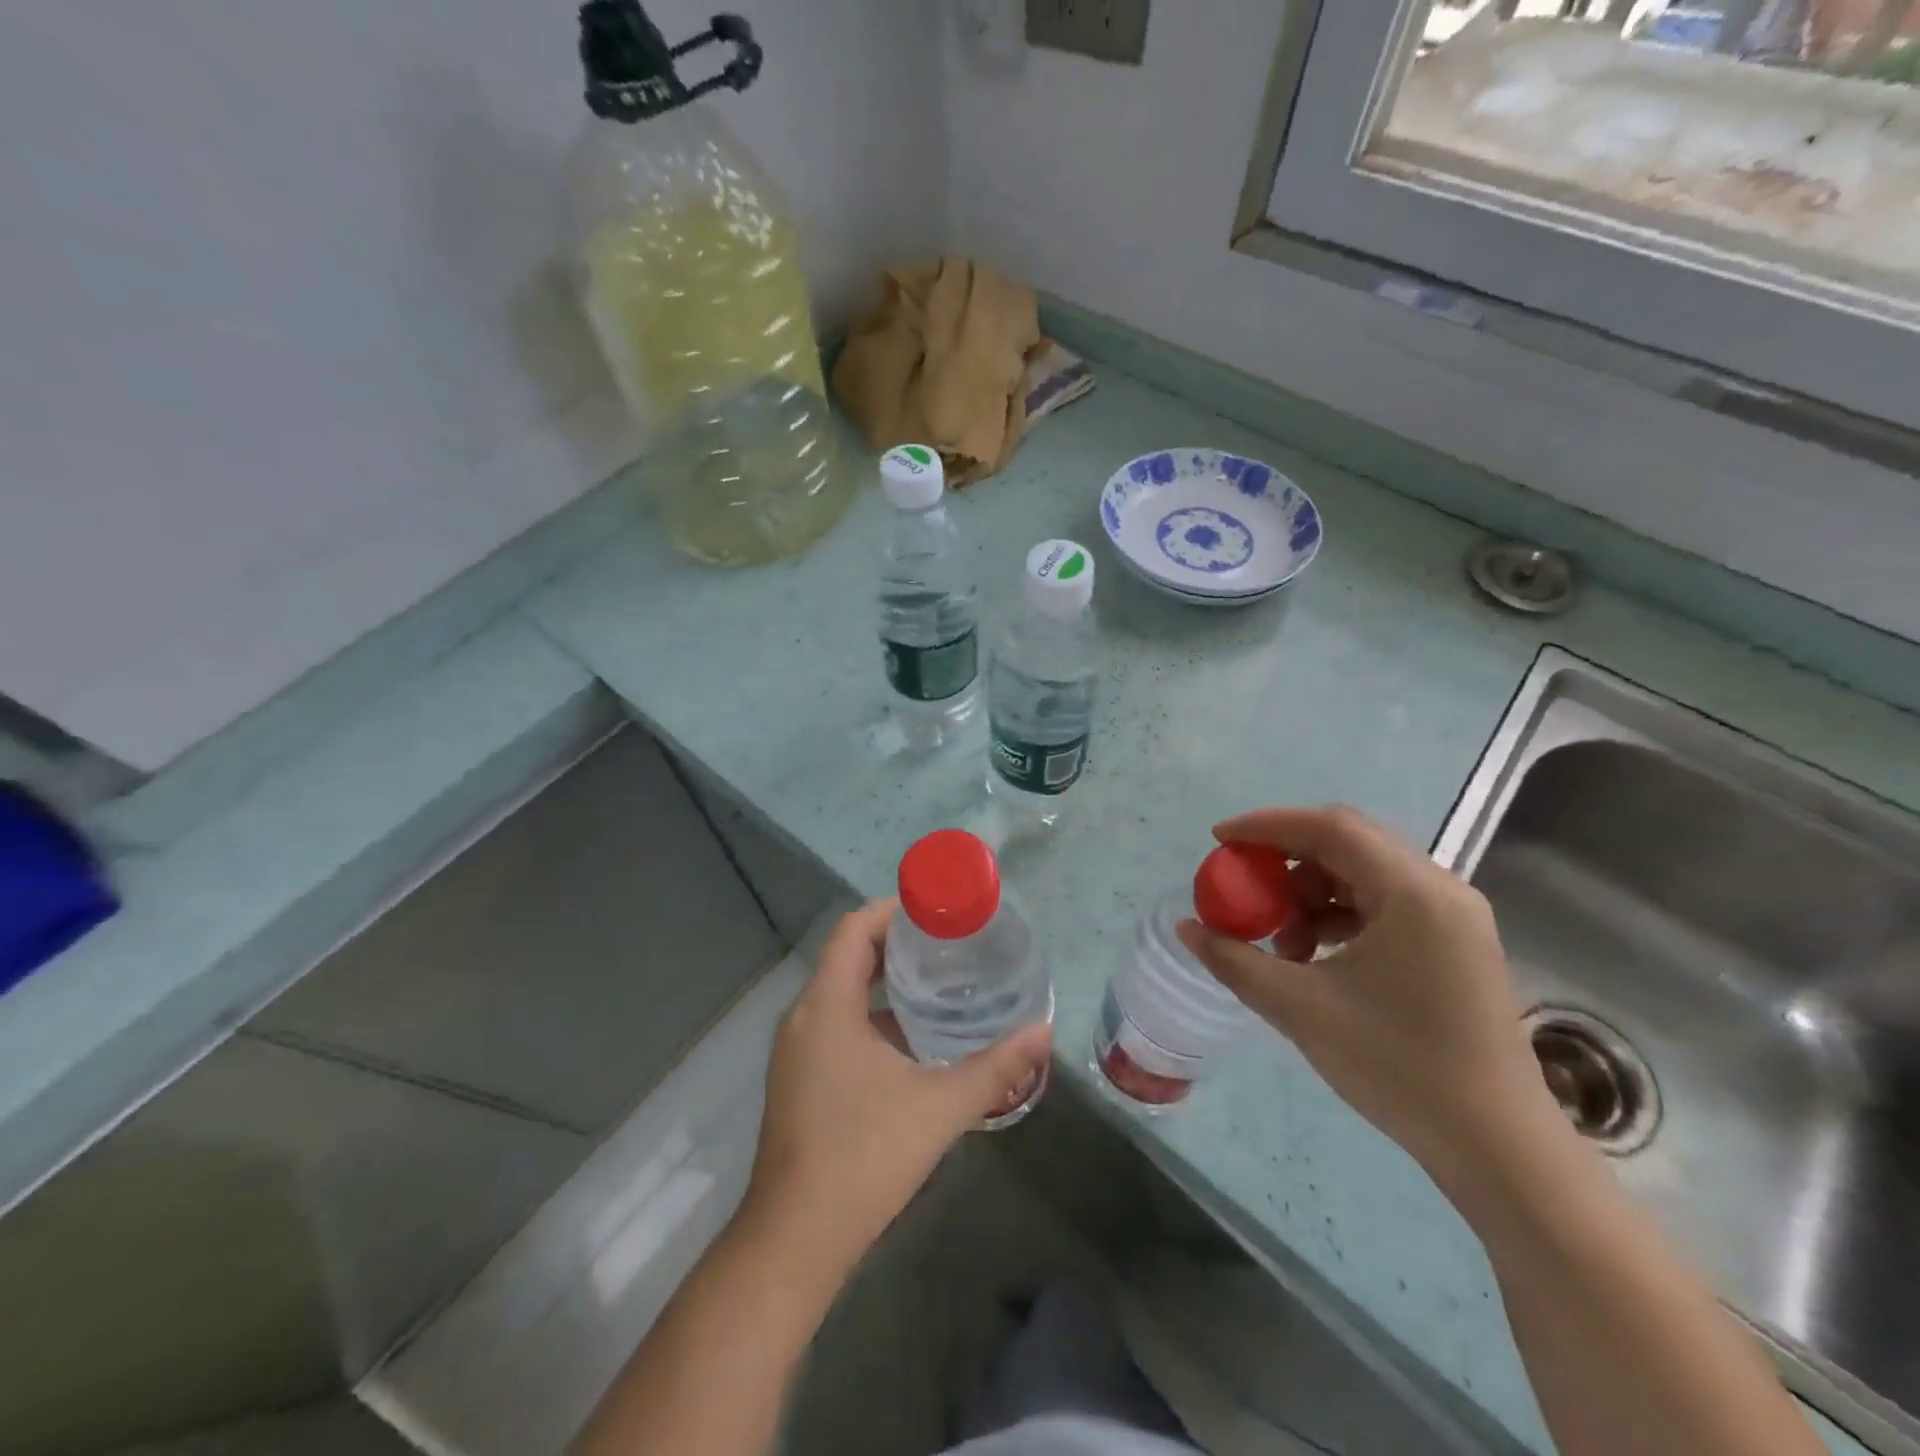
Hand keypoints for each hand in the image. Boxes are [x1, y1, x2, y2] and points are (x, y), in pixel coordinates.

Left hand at [737, 900, 1052, 1281]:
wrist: (796, 1240)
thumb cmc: (864, 1157)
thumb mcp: (940, 1106)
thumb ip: (995, 1067)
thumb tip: (1044, 1032)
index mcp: (827, 1006)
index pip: (855, 928)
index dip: (894, 909)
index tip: (938, 909)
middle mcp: (804, 1017)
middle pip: (850, 955)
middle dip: (898, 943)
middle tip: (950, 942)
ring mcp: (797, 1050)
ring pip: (843, 992)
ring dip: (886, 982)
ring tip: (941, 982)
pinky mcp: (800, 1078)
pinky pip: (837, 1024)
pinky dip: (873, 1016)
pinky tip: (914, 1038)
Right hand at [1177, 806, 1557, 1198]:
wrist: (1498, 1147)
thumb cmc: (1398, 1066)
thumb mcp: (1301, 1009)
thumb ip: (1235, 960)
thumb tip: (1187, 928)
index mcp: (1412, 892)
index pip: (1330, 827)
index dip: (1267, 826)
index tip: (1219, 840)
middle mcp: (1439, 888)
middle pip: (1348, 842)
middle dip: (1286, 857)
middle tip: (1243, 882)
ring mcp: (1453, 917)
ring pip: (1364, 873)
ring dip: (1311, 891)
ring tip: (1281, 939)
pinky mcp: (1454, 943)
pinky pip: (1383, 902)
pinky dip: (1338, 913)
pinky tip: (1314, 955)